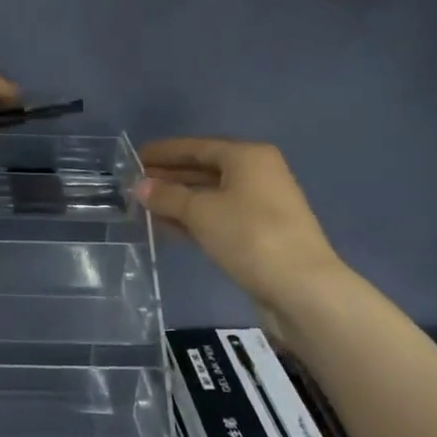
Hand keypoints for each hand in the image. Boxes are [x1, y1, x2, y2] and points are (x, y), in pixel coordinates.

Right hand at [135, 138, 352, 332]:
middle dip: (169, 176)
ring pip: (210, 195)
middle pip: (204, 169)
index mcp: (247, 156)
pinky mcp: (261, 234)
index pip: (196, 147)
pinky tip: (168, 226)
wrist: (302, 288)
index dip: (164, 152)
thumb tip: (139, 186)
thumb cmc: (249, 236)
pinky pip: (219, 217)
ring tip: (145, 206)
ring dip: (179, 200)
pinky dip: (194, 219)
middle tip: (134, 183)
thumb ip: (167, 196)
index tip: (134, 157)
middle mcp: (257, 174)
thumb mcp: (201, 212)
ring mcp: (261, 205)